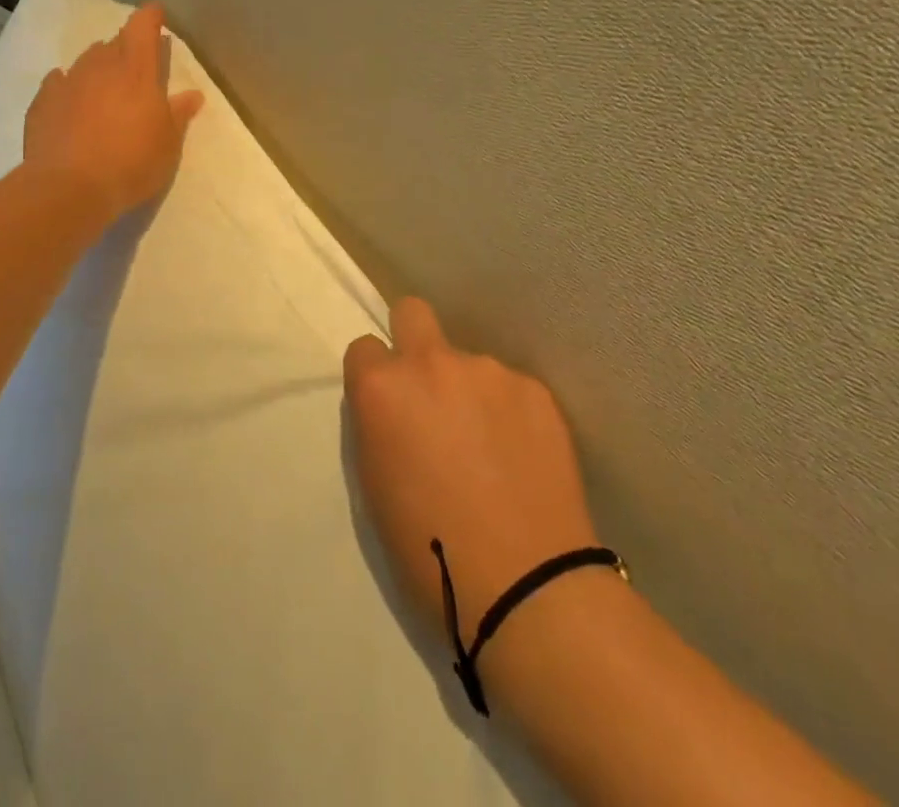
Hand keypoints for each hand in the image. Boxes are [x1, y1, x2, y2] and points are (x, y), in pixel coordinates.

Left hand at [22, 2, 204, 221]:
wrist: (69, 188)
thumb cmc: (131, 163)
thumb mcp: (168, 144)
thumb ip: (179, 114)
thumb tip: (192, 94)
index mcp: (137, 71)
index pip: (143, 27)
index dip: (150, 16)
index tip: (156, 13)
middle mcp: (100, 67)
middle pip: (114, 42)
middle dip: (126, 46)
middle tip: (136, 63)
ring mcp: (68, 82)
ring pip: (86, 60)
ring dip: (98, 65)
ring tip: (105, 83)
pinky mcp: (42, 102)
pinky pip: (58, 82)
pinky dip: (67, 84)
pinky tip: (70, 96)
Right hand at [343, 298, 599, 642]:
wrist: (526, 587)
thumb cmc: (429, 550)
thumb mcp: (374, 483)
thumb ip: (379, 424)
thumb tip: (396, 408)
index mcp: (382, 387)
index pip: (363, 346)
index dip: (374, 375)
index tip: (388, 406)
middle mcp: (431, 363)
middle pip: (412, 311)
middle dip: (413, 339)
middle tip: (430, 393)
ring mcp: (488, 371)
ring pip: (469, 361)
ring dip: (469, 389)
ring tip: (490, 447)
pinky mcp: (535, 390)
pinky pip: (510, 388)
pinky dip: (510, 412)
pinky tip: (522, 457)